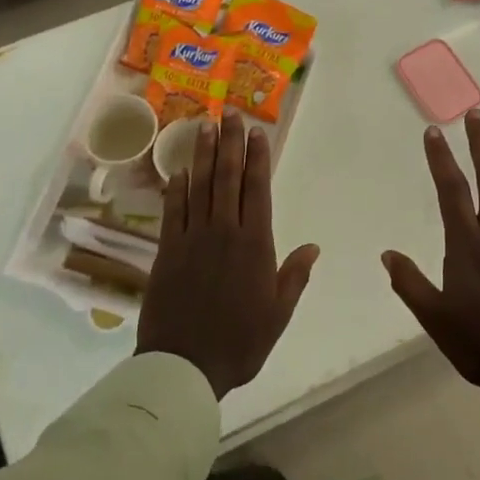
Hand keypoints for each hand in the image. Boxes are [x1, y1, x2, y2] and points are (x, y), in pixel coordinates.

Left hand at [136, 110, 319, 399]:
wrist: (185, 365)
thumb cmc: (239, 342)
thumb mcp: (278, 314)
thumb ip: (294, 277)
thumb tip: (312, 247)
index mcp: (255, 245)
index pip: (258, 190)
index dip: (258, 158)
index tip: (258, 132)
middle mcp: (224, 232)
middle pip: (228, 178)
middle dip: (231, 144)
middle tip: (230, 114)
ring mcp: (192, 238)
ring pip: (200, 186)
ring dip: (203, 155)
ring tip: (205, 126)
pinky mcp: (167, 250)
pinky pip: (173, 211)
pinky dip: (176, 188)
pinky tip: (179, 169)